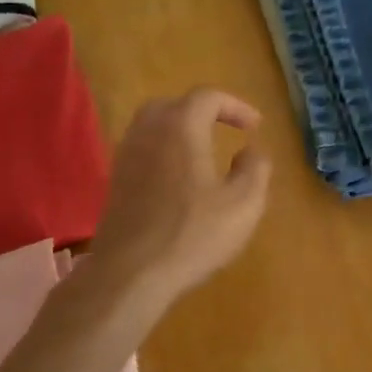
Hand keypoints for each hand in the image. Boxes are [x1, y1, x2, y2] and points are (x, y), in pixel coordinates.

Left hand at [90, 88, 271, 307]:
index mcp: (181, 128)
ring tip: (203, 151)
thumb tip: (251, 150)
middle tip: (226, 129)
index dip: (235, 106)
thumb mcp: (244, 204)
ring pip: (153, 126)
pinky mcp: (116, 182)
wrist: (130, 274)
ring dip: (180, 130)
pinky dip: (163, 150)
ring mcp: (127, 156)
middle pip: (174, 105)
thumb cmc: (193, 235)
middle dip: (203, 111)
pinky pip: (142, 149)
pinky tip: (179, 178)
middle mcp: (148, 132)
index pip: (208, 97)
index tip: (255, 127)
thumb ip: (256, 169)